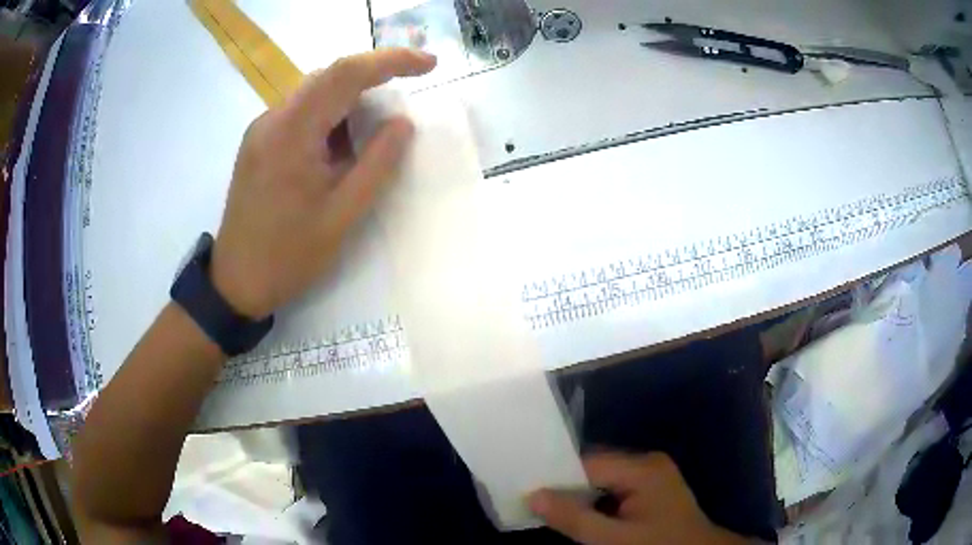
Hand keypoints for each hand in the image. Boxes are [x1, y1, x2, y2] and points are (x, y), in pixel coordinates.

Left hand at [210, 49, 436, 317]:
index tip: (429, 64)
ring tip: (376, 129)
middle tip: (408, 92)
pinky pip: (301, 113)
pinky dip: (330, 117)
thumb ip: (378, 163)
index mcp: (291, 133)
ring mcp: (262, 129)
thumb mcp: (343, 215)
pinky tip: (343, 144)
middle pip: (329, 77)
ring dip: (351, 100)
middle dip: (374, 77)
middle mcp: (272, 119)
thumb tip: (402, 123)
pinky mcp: (259, 142)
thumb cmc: (289, 256)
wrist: (236, 282)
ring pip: (315, 93)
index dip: (391, 61)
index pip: (345, 74)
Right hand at [529, 453, 750, 544]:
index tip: (526, 489)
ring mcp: (650, 474)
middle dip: (566, 485)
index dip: (556, 477)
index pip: (588, 464)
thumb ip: (574, 519)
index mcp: (643, 468)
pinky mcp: (650, 486)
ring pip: (601, 477)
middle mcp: (647, 462)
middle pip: (594, 467)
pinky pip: (613, 486)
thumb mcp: (613, 540)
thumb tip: (533, 496)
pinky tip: (579, 512)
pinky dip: (594, 498)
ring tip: (549, 505)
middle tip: (533, 499)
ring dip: (578, 493)